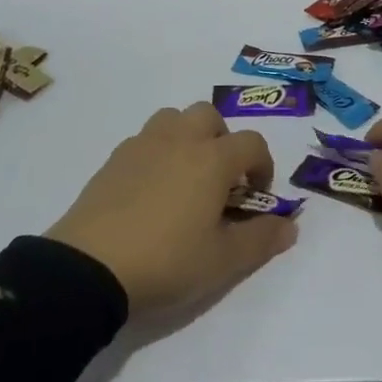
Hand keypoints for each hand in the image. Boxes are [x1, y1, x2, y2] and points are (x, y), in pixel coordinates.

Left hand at [45, 102, 297, 313]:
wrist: (91, 266)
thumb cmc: (167, 261)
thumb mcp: (223, 261)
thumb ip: (261, 239)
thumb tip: (290, 225)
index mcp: (212, 158)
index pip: (252, 143)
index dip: (262, 165)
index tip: (256, 196)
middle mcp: (180, 139)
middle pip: (209, 115)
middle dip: (222, 140)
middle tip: (219, 180)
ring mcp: (143, 144)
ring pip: (173, 118)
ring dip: (187, 137)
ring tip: (185, 177)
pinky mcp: (114, 158)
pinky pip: (145, 139)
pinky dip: (158, 152)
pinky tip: (151, 190)